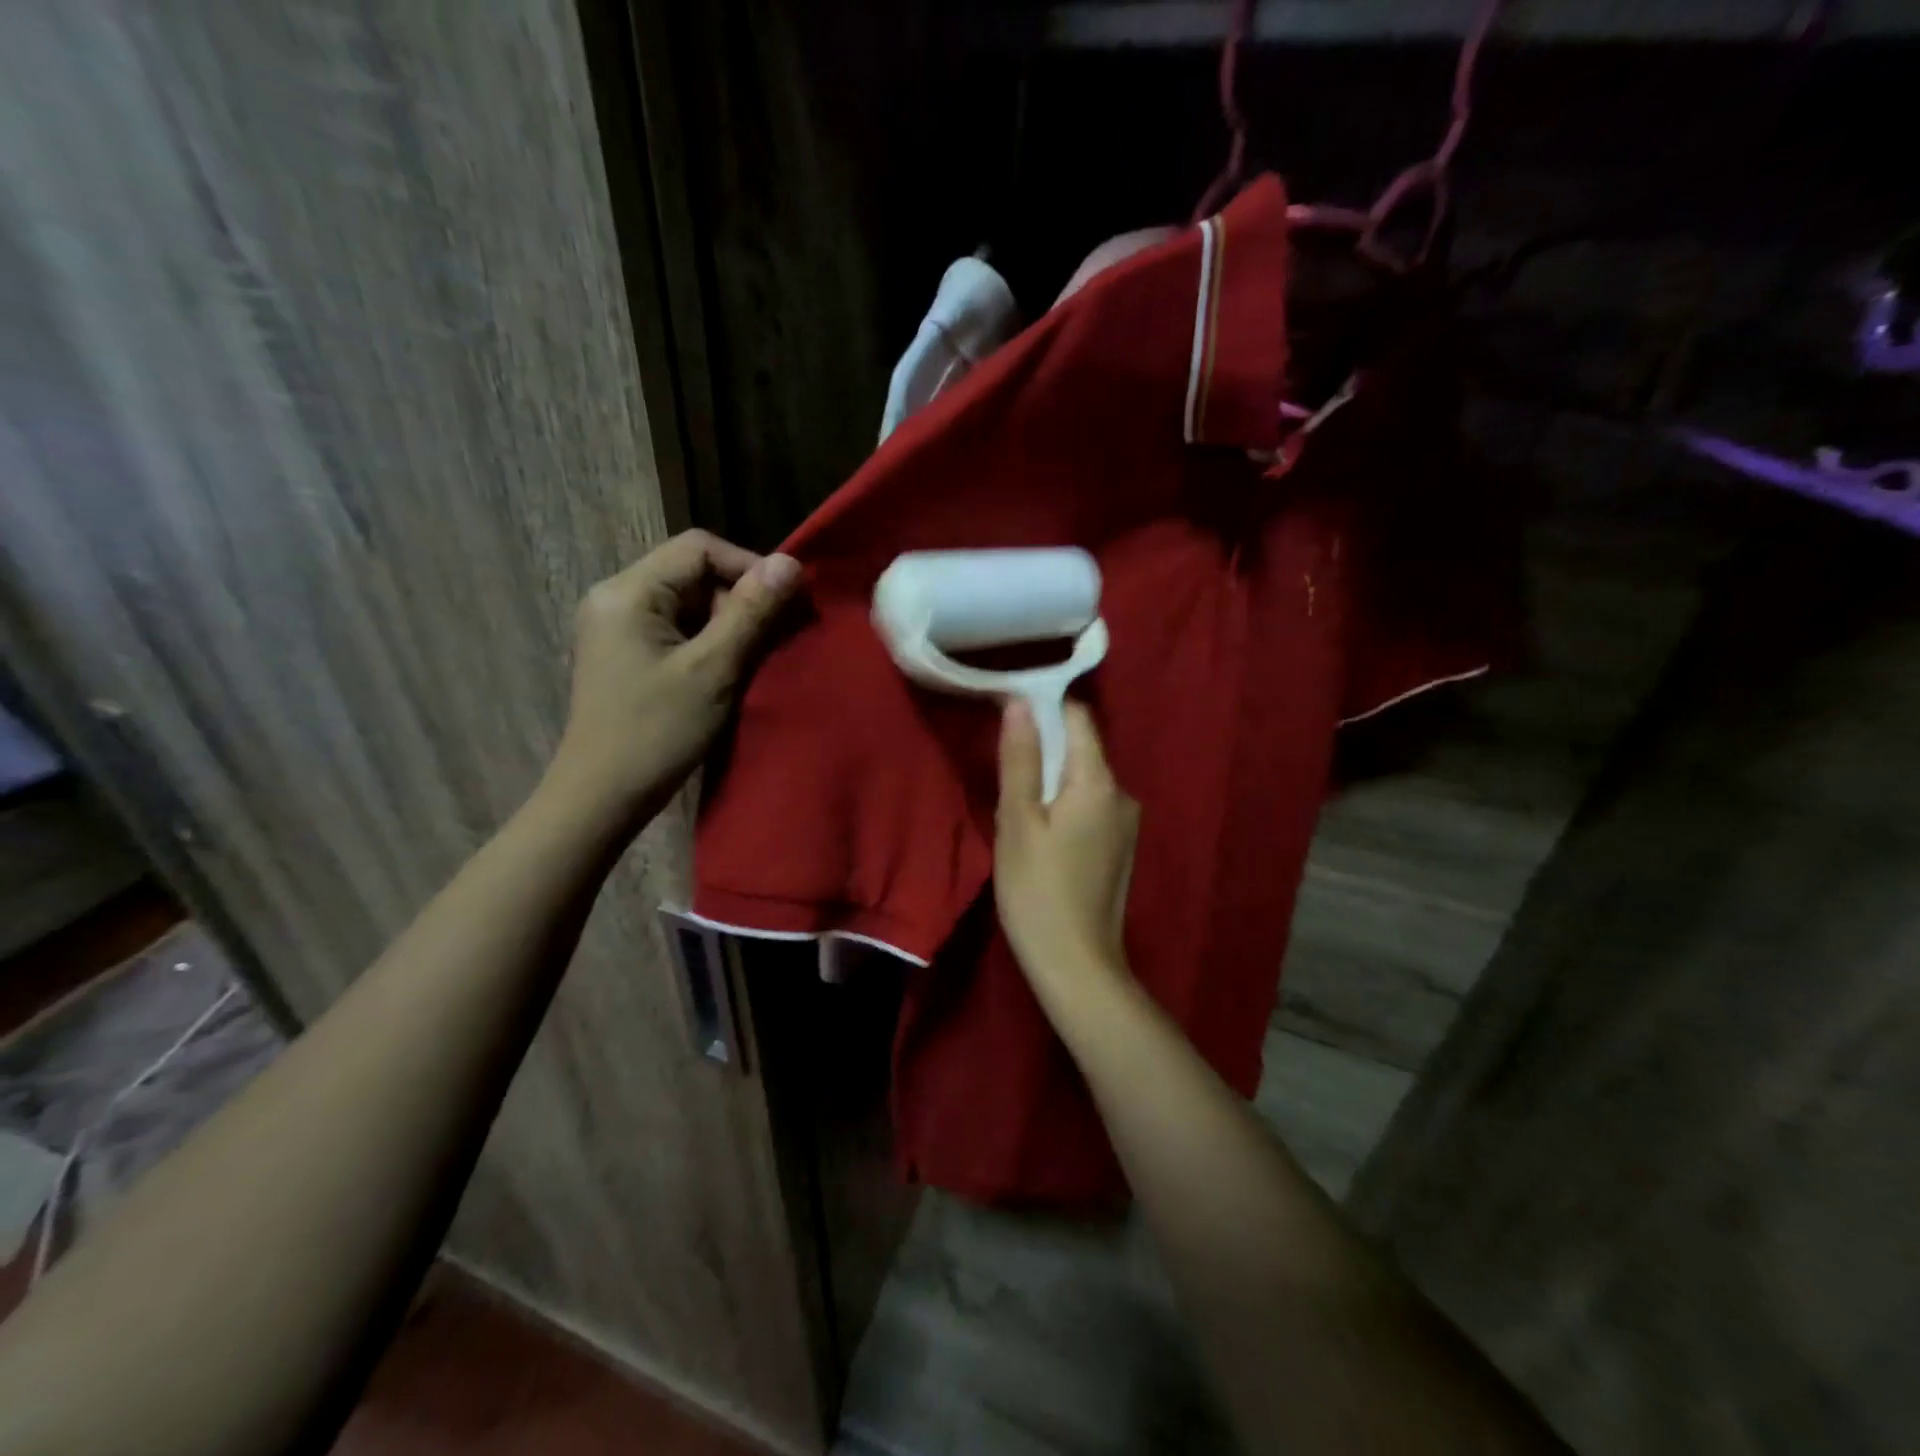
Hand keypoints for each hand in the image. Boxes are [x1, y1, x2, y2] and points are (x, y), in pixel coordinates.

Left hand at [546, 530, 798, 827]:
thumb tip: (790, 563)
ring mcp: (617, 627)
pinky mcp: (625, 653)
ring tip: (753, 660)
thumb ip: (751, 612)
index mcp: (628, 591)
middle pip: (693, 573)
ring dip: (727, 625)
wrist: (601, 797)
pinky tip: (726, 672)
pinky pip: (677, 629)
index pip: (698, 548)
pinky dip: (708, 643)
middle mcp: (616, 597)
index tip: (784, 604)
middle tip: (771, 640)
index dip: (748, 567)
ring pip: (688, 603)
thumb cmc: (656, 732)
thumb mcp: (713, 670)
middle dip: (738, 600)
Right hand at [994, 699, 1140, 1007]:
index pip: (1078, 718)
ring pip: (1083, 780)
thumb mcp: (1017, 821)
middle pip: (1081, 749)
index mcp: (1099, 782)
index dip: (1044, 708)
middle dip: (1044, 748)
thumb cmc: (1038, 891)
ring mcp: (1126, 824)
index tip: (1007, 713)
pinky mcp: (1120, 848)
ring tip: (1016, 805)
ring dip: (1051, 780)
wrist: (1077, 966)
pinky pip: (1089, 807)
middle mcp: (1122, 794)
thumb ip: (1020, 759)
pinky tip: (1040, 834)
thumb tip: (1020, 702)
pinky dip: (1064, 805)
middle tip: (1002, 767)